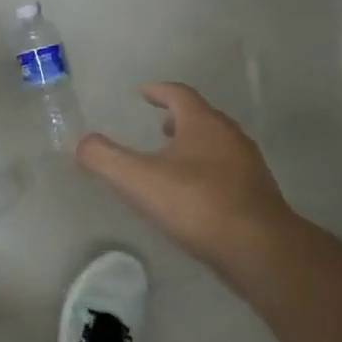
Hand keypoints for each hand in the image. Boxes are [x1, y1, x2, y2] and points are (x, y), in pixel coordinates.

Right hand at [77, 83, 293, 267]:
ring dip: (193, 146)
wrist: (260, 250)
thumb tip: (82, 143)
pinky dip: (205, 172)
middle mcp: (230, 137)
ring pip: (216, 146)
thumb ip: (105, 159)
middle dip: (177, 119)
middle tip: (157, 126)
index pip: (179, 95)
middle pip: (201, 118)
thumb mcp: (138, 180)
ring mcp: (248, 167)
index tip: (142, 93)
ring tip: (171, 161)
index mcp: (204, 124)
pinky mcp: (256, 195)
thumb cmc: (197, 204)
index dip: (158, 91)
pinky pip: (226, 172)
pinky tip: (193, 196)